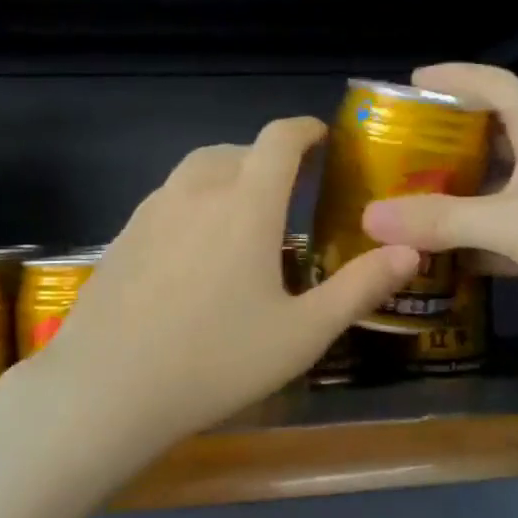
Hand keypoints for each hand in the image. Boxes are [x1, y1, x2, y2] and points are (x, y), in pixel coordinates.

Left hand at [35, 117, 419, 453]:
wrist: (108, 387)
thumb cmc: (216, 360)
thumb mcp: (302, 333)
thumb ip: (359, 288)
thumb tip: (409, 251)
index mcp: (246, 204)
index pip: (279, 140)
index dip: (304, 129)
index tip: (322, 137)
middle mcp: (197, 191)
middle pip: (237, 150)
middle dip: (268, 158)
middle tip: (290, 189)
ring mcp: (152, 211)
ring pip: (196, 171)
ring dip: (227, 175)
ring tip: (243, 213)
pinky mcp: (122, 235)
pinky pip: (168, 199)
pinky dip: (193, 201)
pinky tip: (195, 249)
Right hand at [360, 64, 517, 362]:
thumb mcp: (513, 222)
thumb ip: (440, 219)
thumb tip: (368, 216)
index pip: (495, 86)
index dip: (453, 78)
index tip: (407, 84)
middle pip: (488, 138)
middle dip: (441, 143)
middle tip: (390, 154)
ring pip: (492, 192)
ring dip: (451, 198)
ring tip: (400, 204)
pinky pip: (501, 237)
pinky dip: (470, 243)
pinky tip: (435, 258)